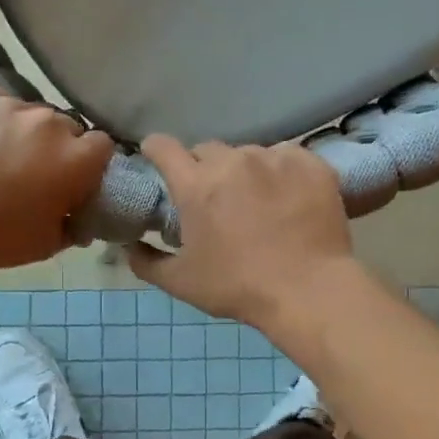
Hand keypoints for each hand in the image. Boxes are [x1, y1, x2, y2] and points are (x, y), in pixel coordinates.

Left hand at [0, 88, 113, 274]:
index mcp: (76, 158)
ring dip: (22, 131)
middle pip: (65, 126)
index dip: (90, 161)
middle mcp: (49, 122)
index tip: (75, 178)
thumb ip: (74, 226)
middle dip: (56, 146)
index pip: (102, 145)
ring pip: (27, 113)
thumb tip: (79, 218)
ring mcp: (9, 104)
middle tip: (34, 170)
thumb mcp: (48, 244)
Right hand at [127, 136, 357, 330]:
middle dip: (203, 169)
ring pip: (249, 153)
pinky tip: (289, 199)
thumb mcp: (181, 283)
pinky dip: (282, 173)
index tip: (158, 161)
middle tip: (213, 198)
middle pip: (207, 150)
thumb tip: (128, 246)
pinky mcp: (310, 163)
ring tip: (257, 201)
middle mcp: (233, 161)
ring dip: (244, 171)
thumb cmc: (239, 287)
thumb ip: (146, 262)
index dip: (156, 151)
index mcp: (196, 185)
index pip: (163, 146)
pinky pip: (287, 157)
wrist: (309, 291)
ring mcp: (275, 158)